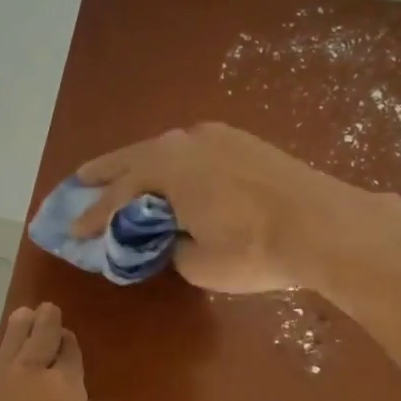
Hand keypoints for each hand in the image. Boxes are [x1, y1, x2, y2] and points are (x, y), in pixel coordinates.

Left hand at [0, 302, 86, 400]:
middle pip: (40, 339)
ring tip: (21, 315)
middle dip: (45, 323)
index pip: (70, 358)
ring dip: (17, 331)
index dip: (69, 347)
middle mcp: (31, 380)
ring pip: (9, 347)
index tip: (67, 338)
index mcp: (65, 395)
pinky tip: (0, 374)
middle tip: (46, 309)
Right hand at [70, 122, 400, 294]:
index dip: (94, 218)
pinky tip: (170, 171)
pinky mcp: (242, 141)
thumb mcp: (199, 263)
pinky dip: (169, 162)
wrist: (326, 225)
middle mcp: (184, 143)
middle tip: (80, 181)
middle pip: (132, 159)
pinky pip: (189, 150)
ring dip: (137, 163)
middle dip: (104, 173)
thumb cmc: (254, 249)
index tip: (74, 232)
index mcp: (166, 170)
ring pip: (162, 150)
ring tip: (119, 173)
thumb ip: (172, 247)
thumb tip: (172, 237)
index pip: (118, 197)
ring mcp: (215, 137)